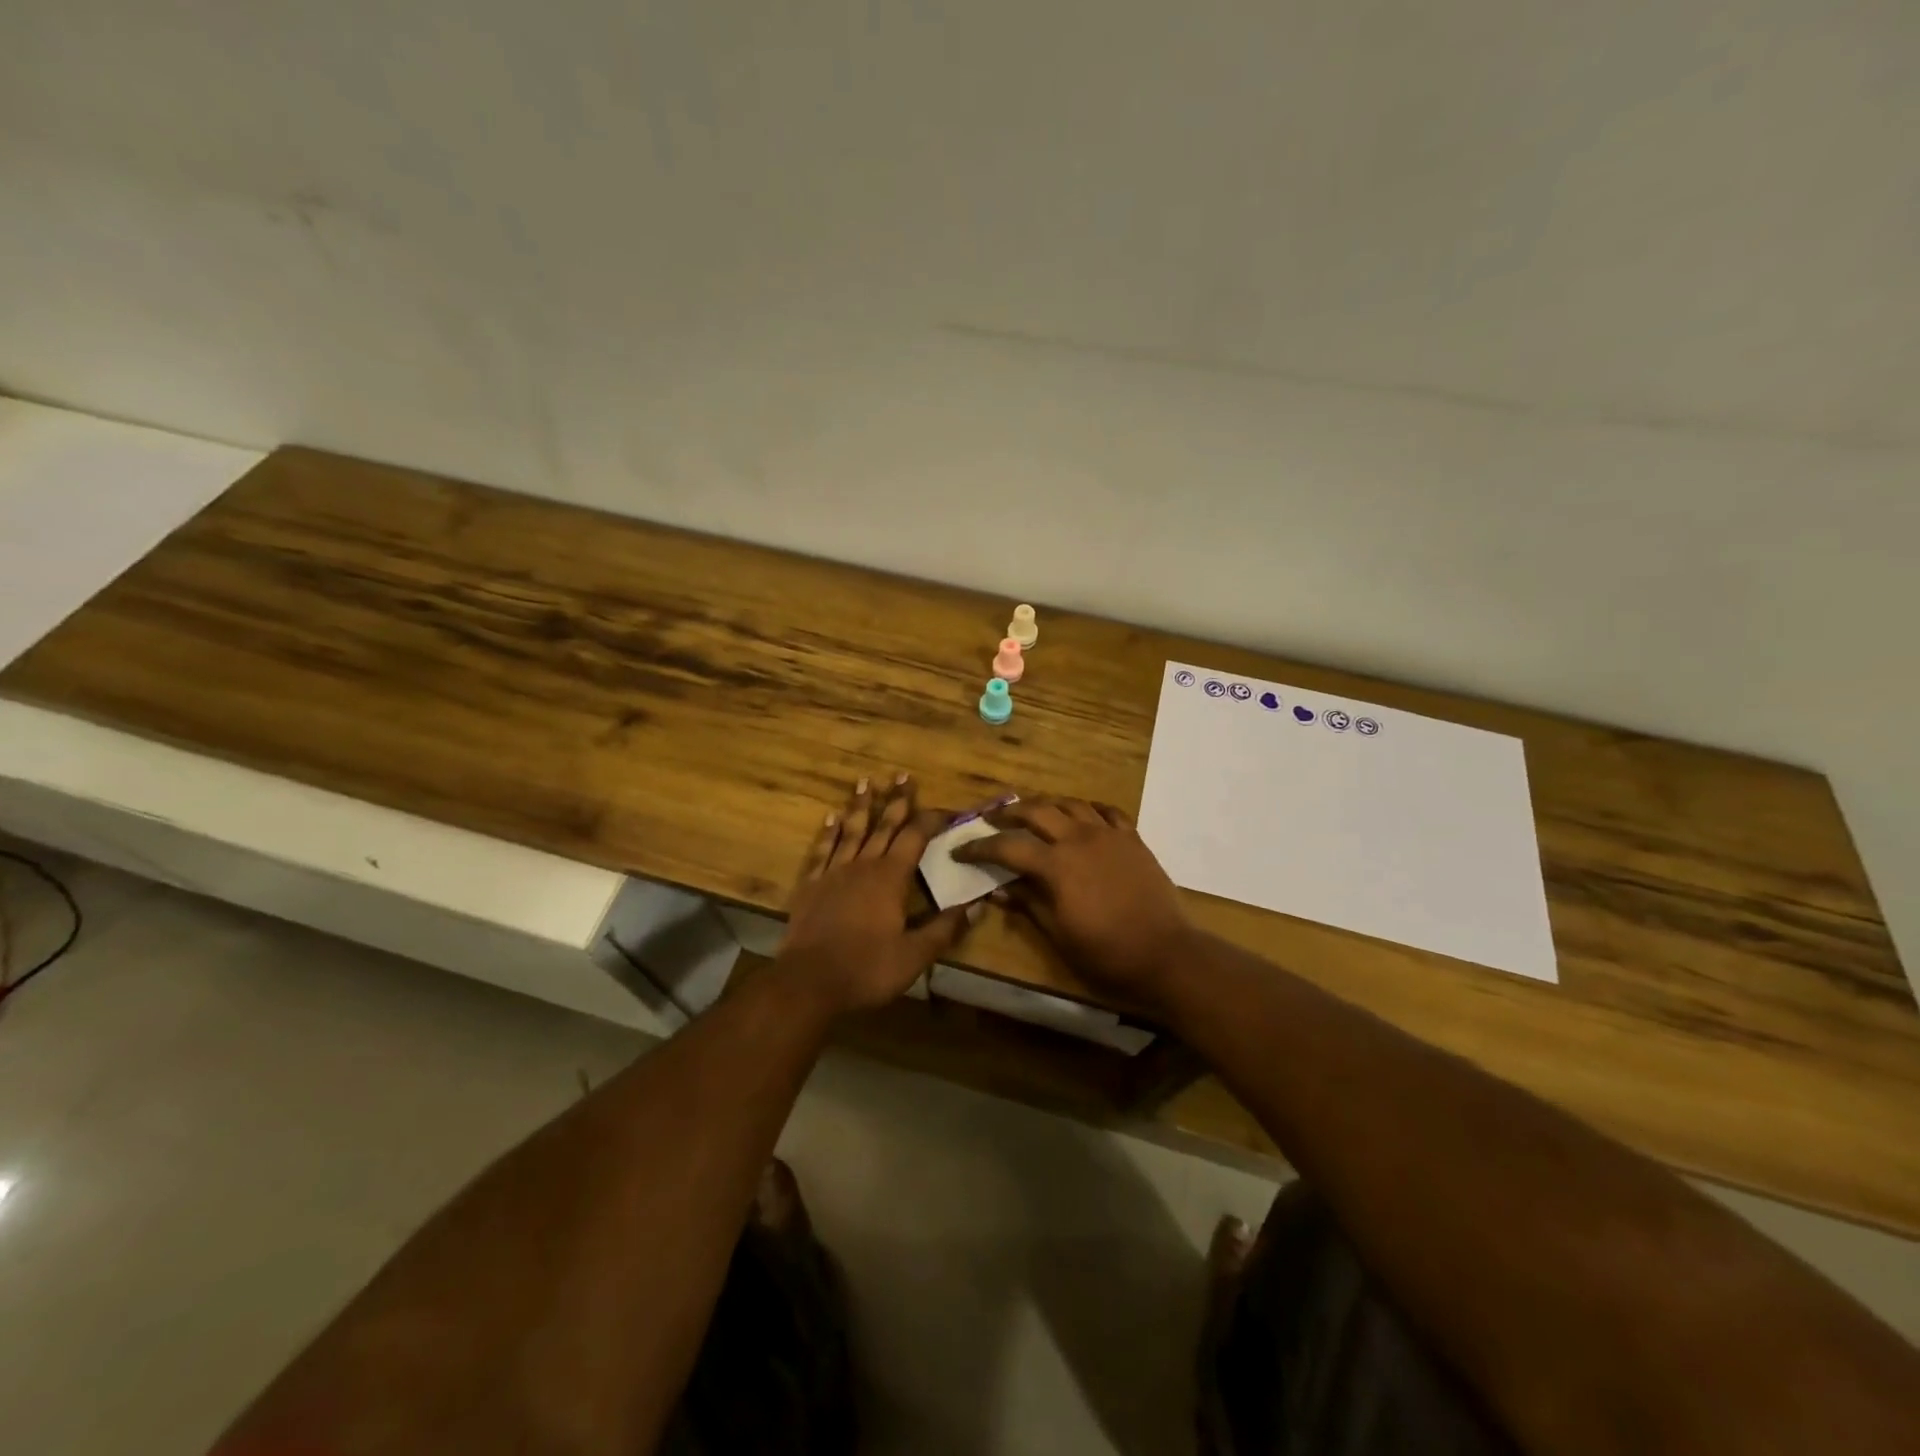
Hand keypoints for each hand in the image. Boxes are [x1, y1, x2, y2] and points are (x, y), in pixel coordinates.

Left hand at [778, 774, 975, 1014]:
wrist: (808, 983)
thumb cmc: (867, 969)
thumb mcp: (915, 955)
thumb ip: (945, 929)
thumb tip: (977, 905)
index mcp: (891, 878)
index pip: (916, 837)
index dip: (933, 819)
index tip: (948, 809)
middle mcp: (863, 865)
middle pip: (883, 825)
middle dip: (897, 800)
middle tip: (903, 775)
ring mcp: (833, 873)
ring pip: (851, 830)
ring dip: (860, 806)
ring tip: (866, 782)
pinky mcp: (810, 886)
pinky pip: (821, 850)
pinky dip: (828, 833)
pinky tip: (830, 818)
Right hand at [952, 798, 1193, 1006]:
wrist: (1166, 954)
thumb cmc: (1106, 953)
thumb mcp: (1058, 934)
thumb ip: (1027, 904)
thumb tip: (996, 889)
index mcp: (1056, 865)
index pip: (1008, 846)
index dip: (980, 847)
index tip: (960, 849)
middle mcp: (1079, 838)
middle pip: (1037, 811)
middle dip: (1010, 813)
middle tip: (992, 819)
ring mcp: (1109, 835)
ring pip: (1071, 804)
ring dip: (1047, 805)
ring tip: (1034, 813)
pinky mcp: (1133, 839)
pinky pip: (1108, 812)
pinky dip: (1089, 809)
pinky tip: (1083, 816)